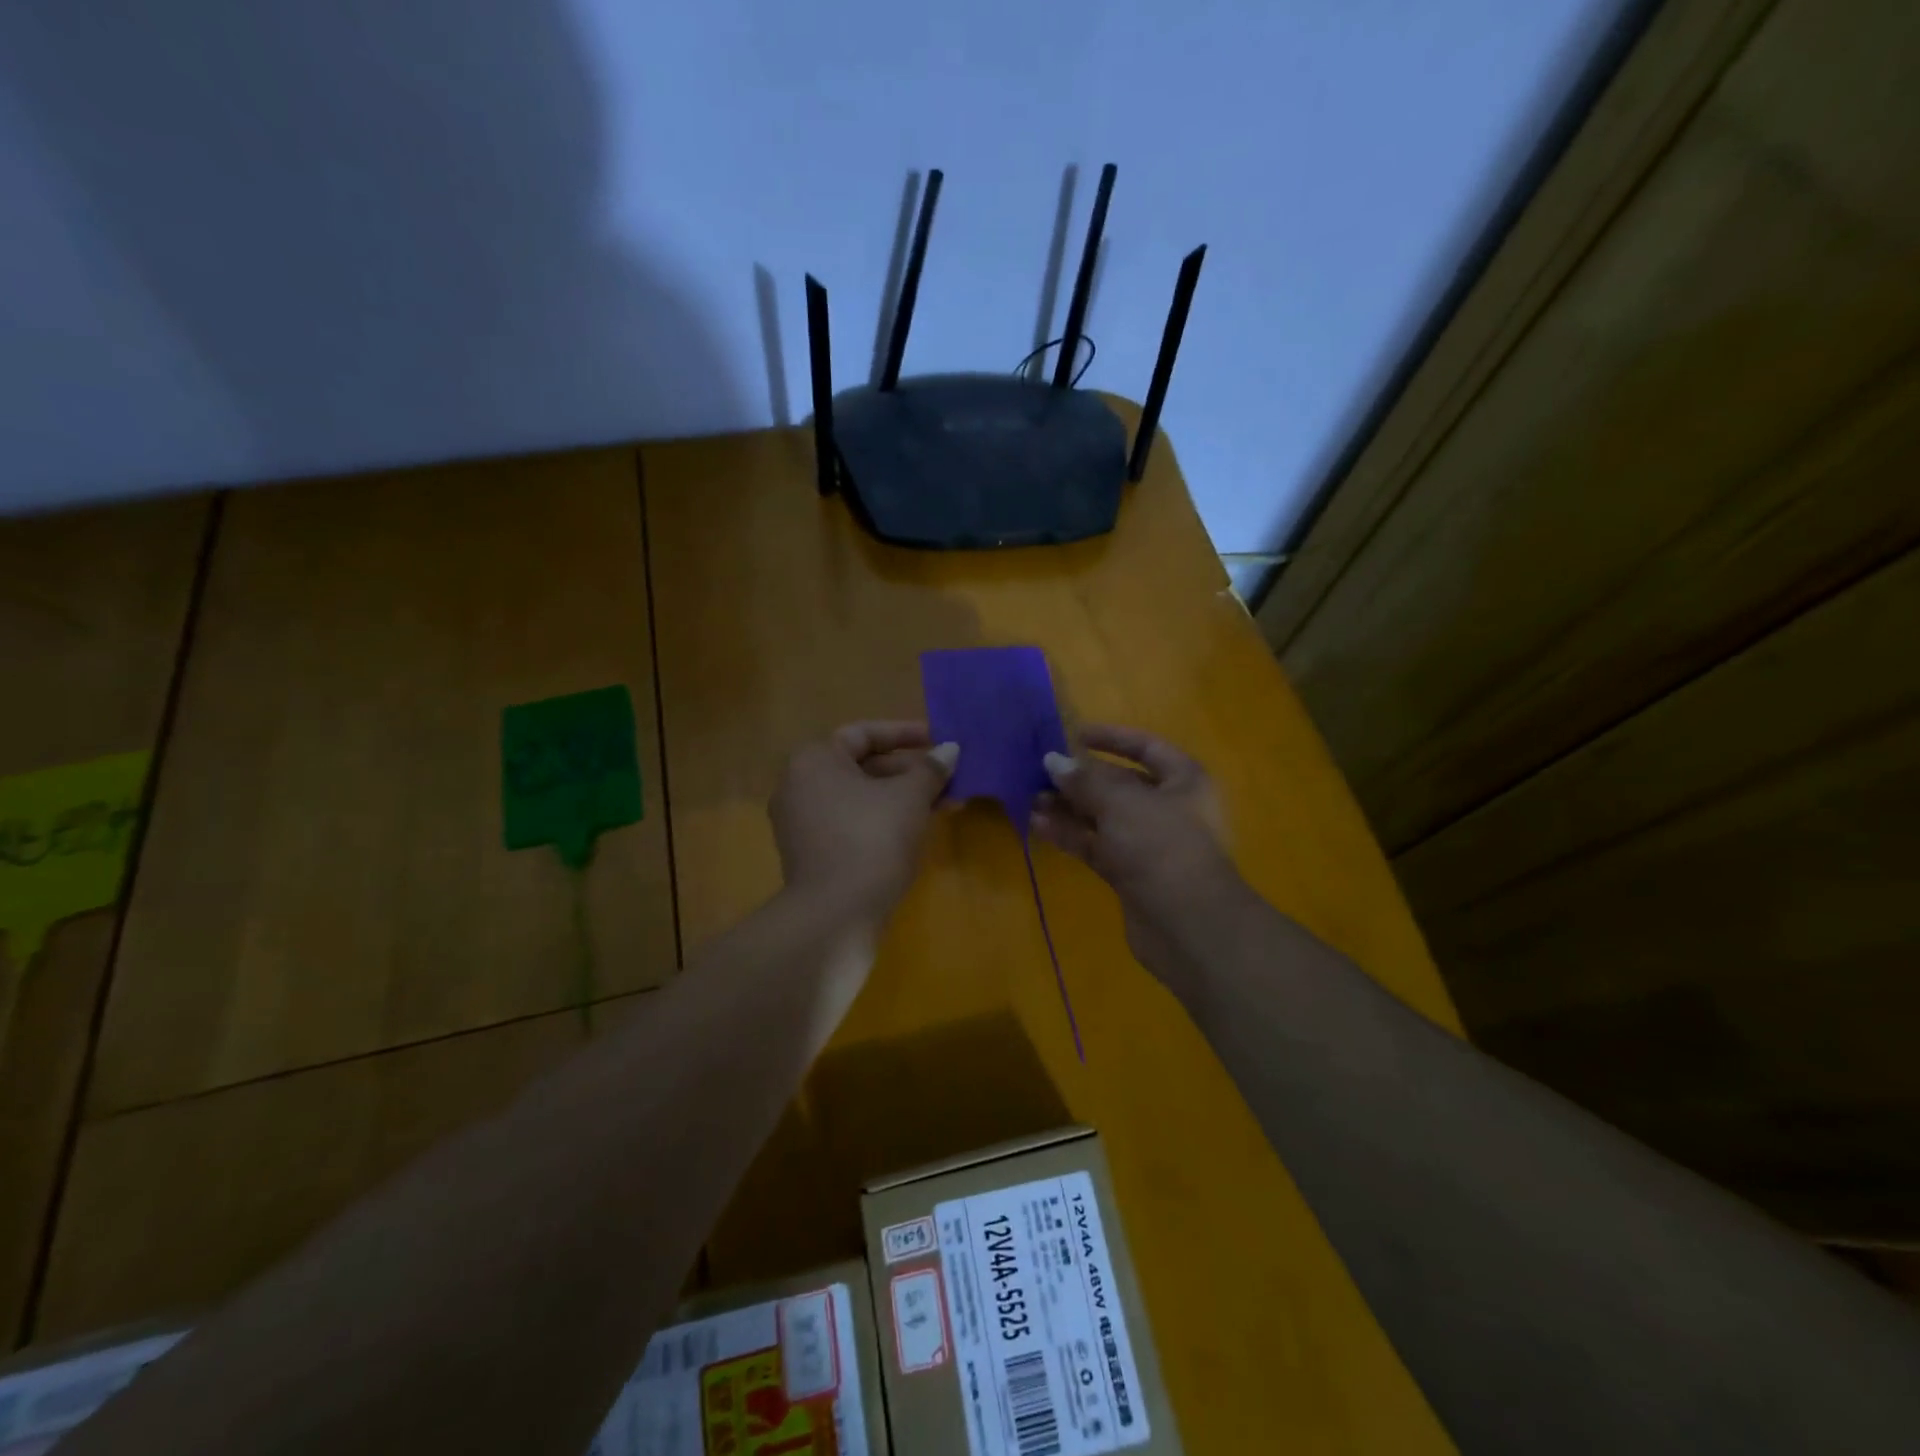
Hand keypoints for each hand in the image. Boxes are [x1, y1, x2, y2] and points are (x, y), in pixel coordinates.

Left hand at [771, 721, 958, 925]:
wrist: (835, 915)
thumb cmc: (872, 839)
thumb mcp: (910, 797)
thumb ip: (931, 768)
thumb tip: (950, 750)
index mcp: (814, 760)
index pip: (864, 734)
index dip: (905, 733)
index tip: (939, 740)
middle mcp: (799, 785)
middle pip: (863, 766)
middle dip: (911, 772)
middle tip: (950, 778)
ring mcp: (801, 823)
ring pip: (861, 798)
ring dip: (903, 798)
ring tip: (947, 805)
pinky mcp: (811, 853)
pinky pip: (852, 823)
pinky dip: (884, 820)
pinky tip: (918, 830)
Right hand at [1029, 724, 1252, 991]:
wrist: (1189, 925)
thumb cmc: (1162, 846)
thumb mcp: (1121, 802)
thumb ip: (1084, 780)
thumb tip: (1052, 760)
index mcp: (1183, 780)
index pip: (1146, 747)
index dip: (1112, 738)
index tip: (1074, 735)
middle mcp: (1169, 808)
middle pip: (1120, 784)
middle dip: (1081, 778)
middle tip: (1041, 771)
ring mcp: (1150, 844)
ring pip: (1103, 817)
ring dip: (1069, 807)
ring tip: (1031, 798)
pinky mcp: (1131, 874)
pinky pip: (1097, 846)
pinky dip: (1071, 835)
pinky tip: (1039, 825)